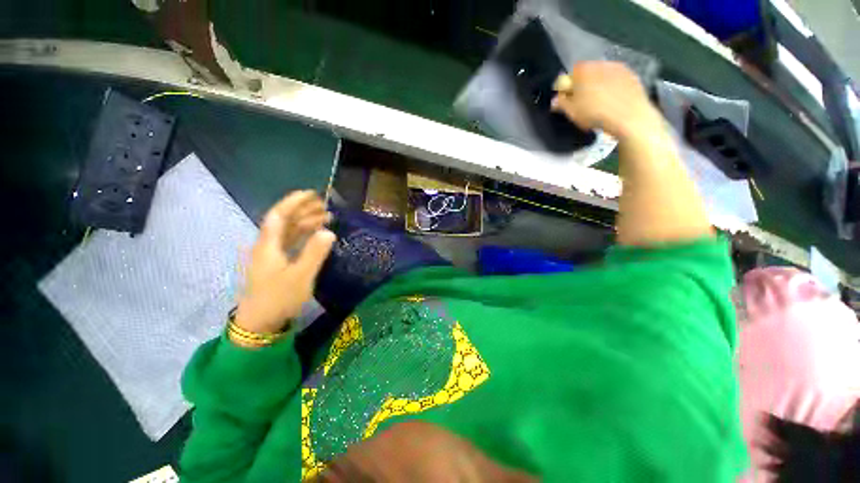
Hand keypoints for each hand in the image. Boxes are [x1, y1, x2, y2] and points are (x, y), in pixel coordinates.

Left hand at [234, 191, 335, 334]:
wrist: (260, 324)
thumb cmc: (279, 298)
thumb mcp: (301, 276)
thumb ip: (315, 252)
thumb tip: (329, 232)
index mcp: (268, 245)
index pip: (279, 215)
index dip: (294, 202)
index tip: (312, 194)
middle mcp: (267, 246)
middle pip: (284, 221)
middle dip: (304, 210)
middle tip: (325, 206)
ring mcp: (271, 255)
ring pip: (288, 232)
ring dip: (306, 223)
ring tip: (326, 218)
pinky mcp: (277, 264)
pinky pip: (291, 243)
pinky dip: (304, 236)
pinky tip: (316, 235)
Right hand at [551, 61, 663, 141]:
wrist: (629, 116)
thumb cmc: (595, 113)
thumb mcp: (571, 112)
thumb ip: (560, 103)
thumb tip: (555, 100)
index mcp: (583, 70)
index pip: (569, 75)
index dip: (567, 87)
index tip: (567, 99)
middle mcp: (600, 63)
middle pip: (587, 73)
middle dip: (583, 85)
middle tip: (582, 103)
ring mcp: (618, 68)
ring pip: (602, 76)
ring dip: (598, 86)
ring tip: (599, 104)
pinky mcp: (632, 75)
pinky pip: (616, 80)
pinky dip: (612, 88)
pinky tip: (612, 102)